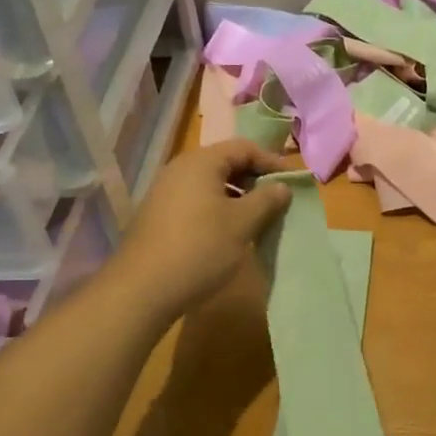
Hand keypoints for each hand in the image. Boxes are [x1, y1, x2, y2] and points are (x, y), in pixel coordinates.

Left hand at [113, 140, 300, 318]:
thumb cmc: (200, 248)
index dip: (271, 162)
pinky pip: (195, 201)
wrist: (143, 288)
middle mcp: (180, 169)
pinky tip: (227, 233)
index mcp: (201, 162)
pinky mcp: (158, 215)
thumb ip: (266, 200)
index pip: (244, 147)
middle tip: (276, 202)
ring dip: (236, 196)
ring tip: (256, 219)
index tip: (292, 184)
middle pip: (225, 162)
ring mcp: (165, 192)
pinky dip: (217, 209)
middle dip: (254, 179)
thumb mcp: (242, 224)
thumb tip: (282, 186)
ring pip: (210, 184)